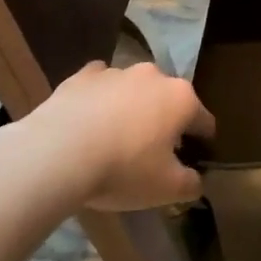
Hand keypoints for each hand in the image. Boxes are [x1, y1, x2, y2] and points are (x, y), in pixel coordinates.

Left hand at [25, 60, 215, 211]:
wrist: (57, 154)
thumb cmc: (122, 169)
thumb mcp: (166, 189)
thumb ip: (190, 184)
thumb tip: (196, 180)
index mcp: (181, 99)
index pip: (204, 120)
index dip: (202, 141)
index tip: (194, 159)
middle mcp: (154, 76)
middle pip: (168, 100)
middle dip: (165, 121)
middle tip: (151, 153)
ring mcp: (117, 71)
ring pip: (133, 90)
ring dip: (131, 109)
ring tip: (114, 139)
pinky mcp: (83, 76)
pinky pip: (100, 84)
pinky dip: (99, 98)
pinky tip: (89, 119)